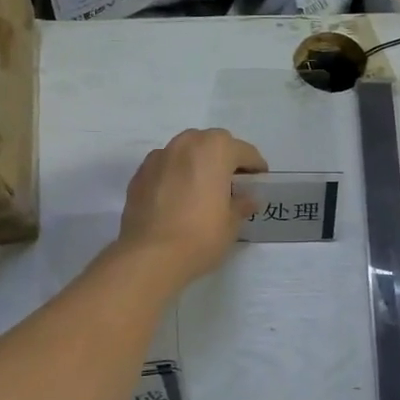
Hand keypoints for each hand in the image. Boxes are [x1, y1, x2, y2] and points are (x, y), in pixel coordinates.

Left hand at [117, 128, 267, 288]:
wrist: (150, 255)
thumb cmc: (201, 235)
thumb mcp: (232, 223)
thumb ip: (242, 204)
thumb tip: (248, 199)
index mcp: (215, 150)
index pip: (244, 152)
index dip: (255, 166)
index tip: (259, 181)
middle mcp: (186, 144)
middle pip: (212, 143)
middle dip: (224, 158)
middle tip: (231, 182)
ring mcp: (159, 157)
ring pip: (185, 151)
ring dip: (197, 163)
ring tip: (202, 188)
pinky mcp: (140, 175)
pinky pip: (166, 167)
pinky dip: (175, 175)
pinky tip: (178, 198)